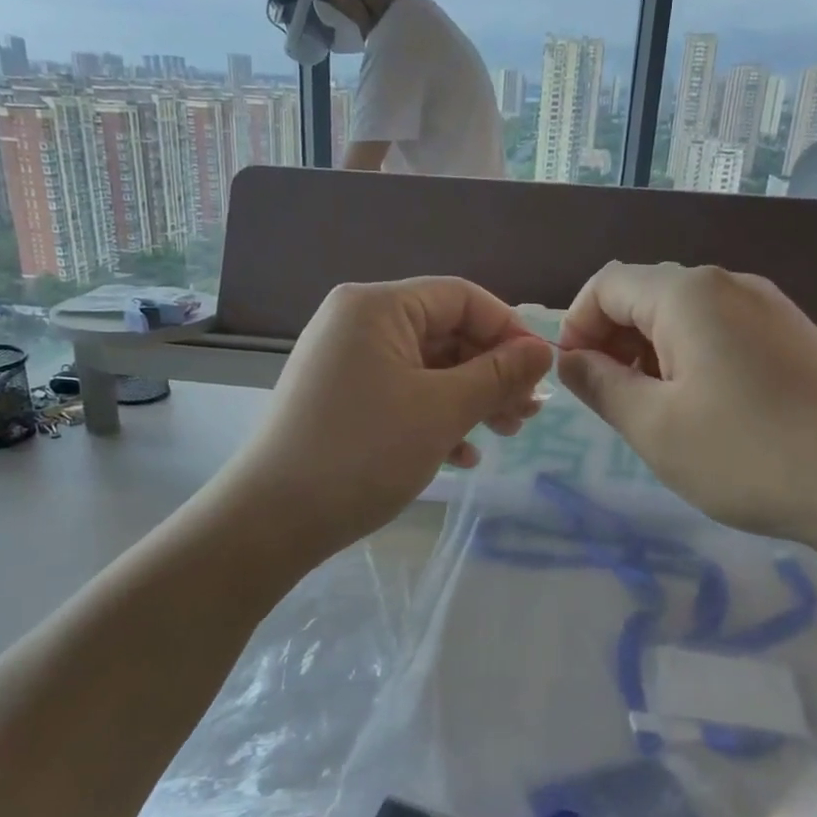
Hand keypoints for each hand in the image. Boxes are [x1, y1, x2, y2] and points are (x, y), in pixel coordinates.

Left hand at [214, 278, 553, 563]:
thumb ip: (497, 375)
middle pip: (445, 333)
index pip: (462, 297)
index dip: (509, 331)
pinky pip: (400, 394)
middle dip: (491, 373)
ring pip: (426, 368)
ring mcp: (346, 362)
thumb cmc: (364, 452)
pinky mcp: (341, 399)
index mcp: (378, 306)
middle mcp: (357, 322)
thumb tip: (542, 351)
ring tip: (505, 435)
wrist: (274, 518)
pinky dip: (434, 418)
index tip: (541, 374)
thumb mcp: (442, 410)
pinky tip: (461, 457)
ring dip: (470, 399)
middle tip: (528, 415)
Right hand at [555, 263, 816, 570]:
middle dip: (613, 341)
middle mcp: (730, 285)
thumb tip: (570, 359)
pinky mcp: (796, 338)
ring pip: (684, 317)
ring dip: (650, 355)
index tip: (574, 380)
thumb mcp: (654, 427)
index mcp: (689, 294)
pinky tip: (705, 411)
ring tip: (656, 413)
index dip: (576, 326)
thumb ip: (600, 385)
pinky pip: (722, 333)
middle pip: (646, 295)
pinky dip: (691, 361)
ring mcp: (770, 308)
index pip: (607, 284)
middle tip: (612, 403)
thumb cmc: (749, 456)